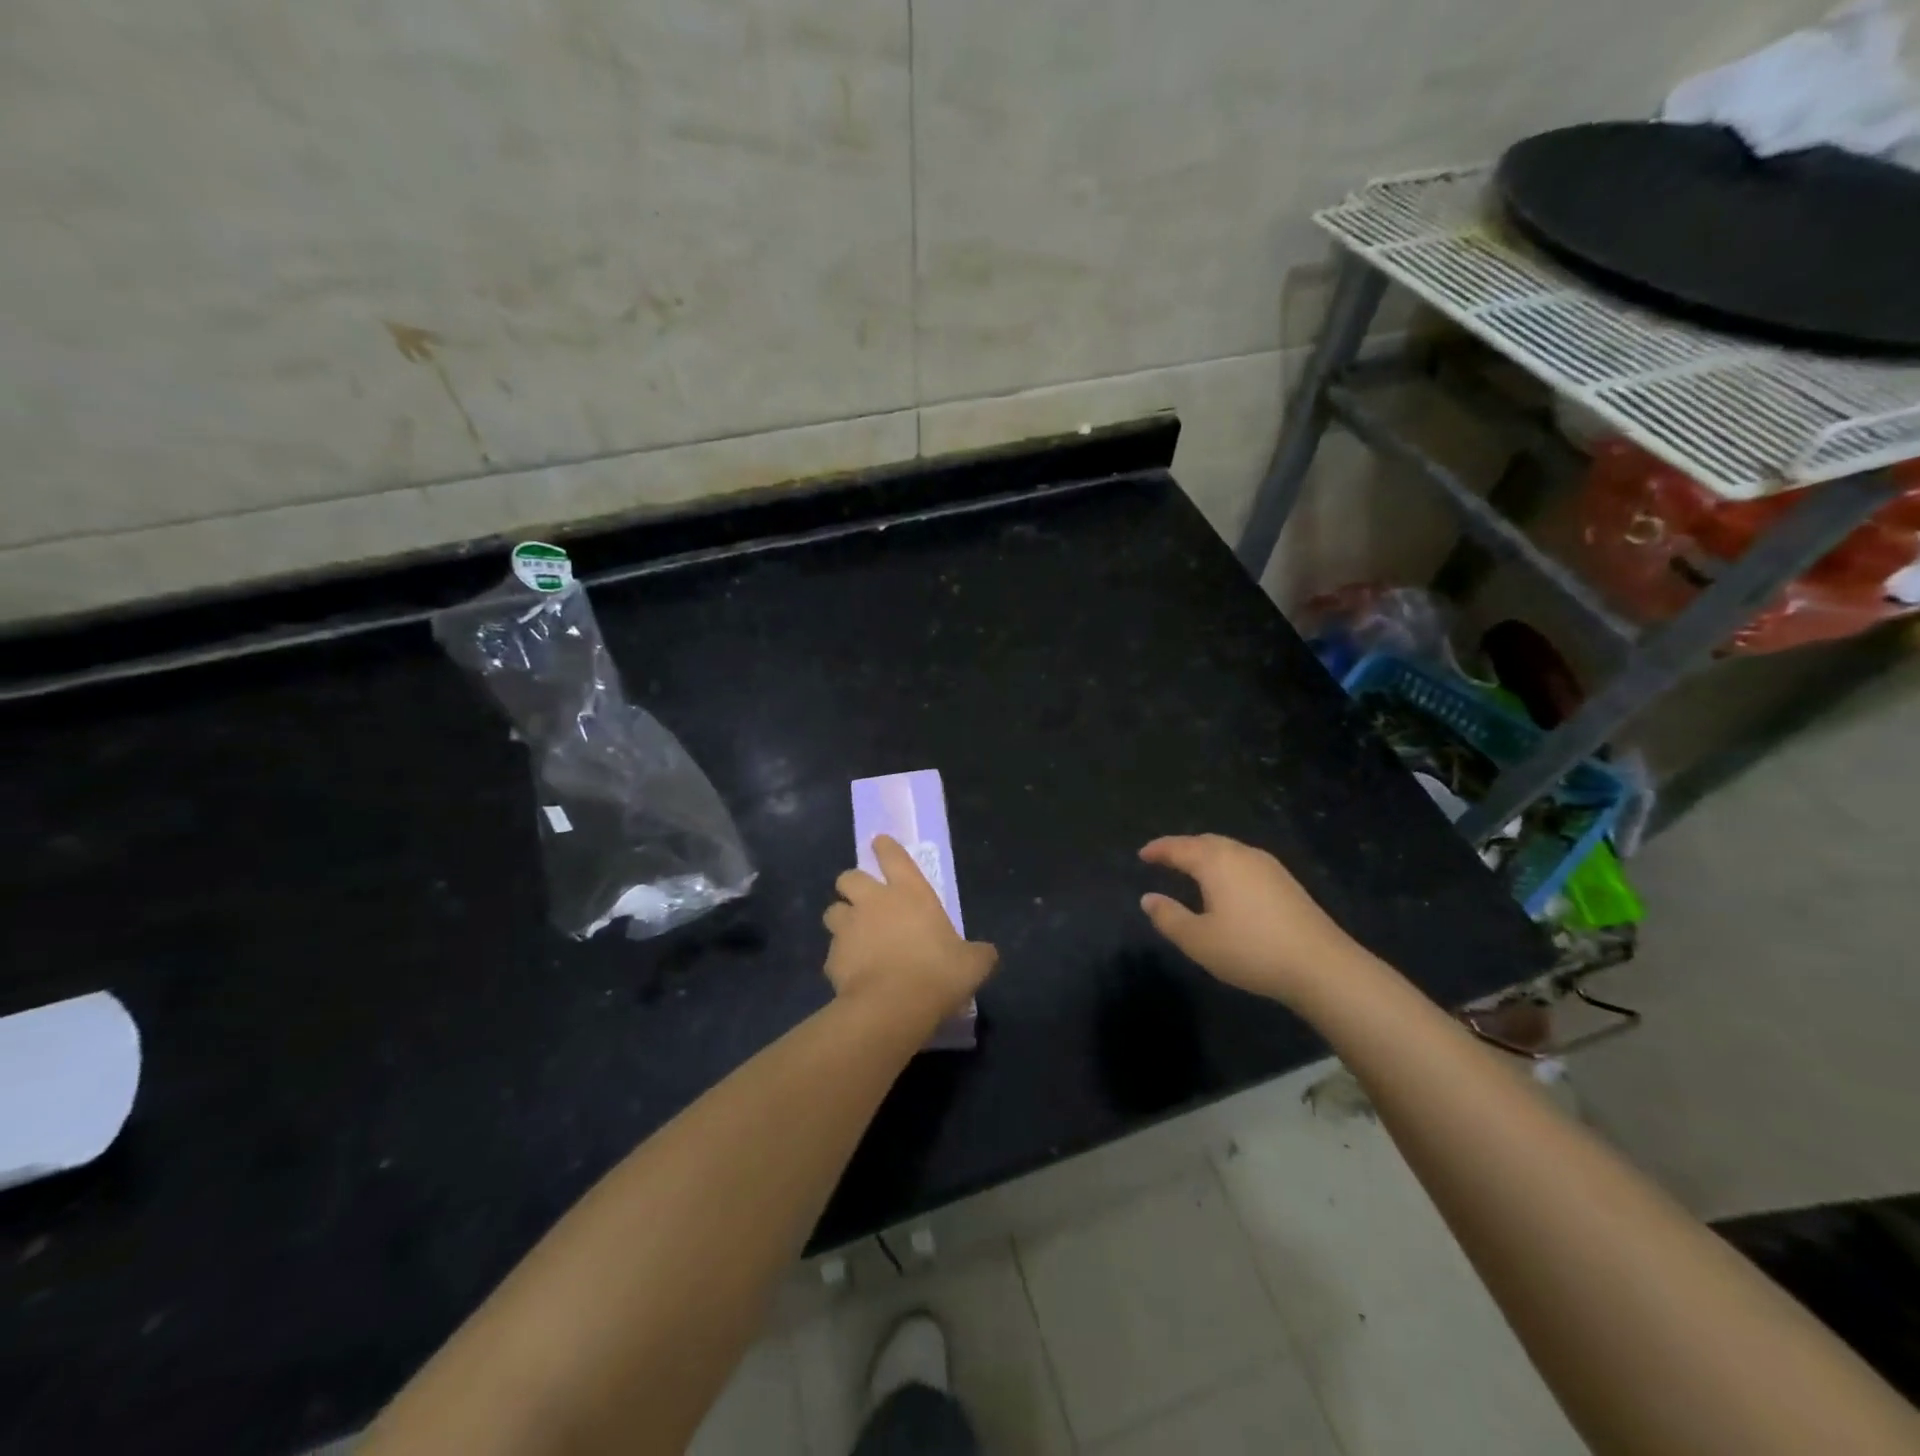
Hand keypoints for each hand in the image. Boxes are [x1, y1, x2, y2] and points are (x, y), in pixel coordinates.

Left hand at [823, 835, 997, 1019]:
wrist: (892, 1007)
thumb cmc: (937, 974)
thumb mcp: (972, 964)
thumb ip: (978, 953)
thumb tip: (986, 954)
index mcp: (910, 892)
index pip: (893, 856)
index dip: (885, 847)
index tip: (879, 843)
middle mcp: (874, 902)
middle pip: (849, 877)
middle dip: (852, 884)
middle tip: (863, 899)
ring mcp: (848, 928)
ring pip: (833, 911)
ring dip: (841, 919)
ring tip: (852, 935)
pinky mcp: (832, 957)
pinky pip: (832, 952)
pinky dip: (840, 958)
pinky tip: (852, 973)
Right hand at [1139, 833, 1363, 1006]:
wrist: (1322, 966)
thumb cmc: (1251, 950)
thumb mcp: (1198, 940)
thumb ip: (1169, 917)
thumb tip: (1148, 898)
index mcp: (1216, 862)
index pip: (1179, 847)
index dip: (1158, 850)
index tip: (1142, 854)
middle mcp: (1242, 854)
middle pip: (1205, 842)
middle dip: (1182, 847)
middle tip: (1164, 858)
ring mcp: (1269, 866)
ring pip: (1228, 850)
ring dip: (1206, 854)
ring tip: (1192, 868)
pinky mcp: (1286, 882)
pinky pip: (1245, 862)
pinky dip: (1226, 865)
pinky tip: (1227, 884)